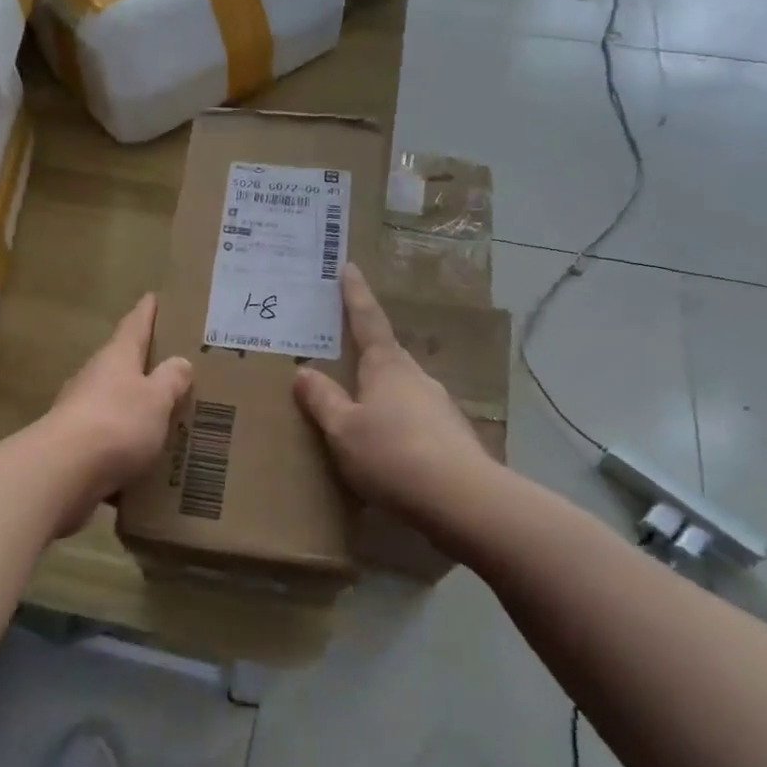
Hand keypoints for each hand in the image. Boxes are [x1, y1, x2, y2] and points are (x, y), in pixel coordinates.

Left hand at [42, 294, 192, 514]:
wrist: (63, 472)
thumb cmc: (117, 423)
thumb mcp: (155, 399)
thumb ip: (170, 380)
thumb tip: (180, 362)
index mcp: (116, 357)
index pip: (134, 325)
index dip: (146, 312)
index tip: (153, 297)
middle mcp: (94, 377)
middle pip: (121, 362)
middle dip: (142, 363)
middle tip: (170, 364)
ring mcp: (80, 411)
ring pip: (113, 401)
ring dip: (133, 405)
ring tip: (162, 414)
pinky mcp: (74, 445)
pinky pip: (107, 438)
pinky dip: (124, 442)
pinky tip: (142, 457)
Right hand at [294, 263, 494, 527]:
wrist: (463, 500)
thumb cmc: (392, 454)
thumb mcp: (343, 429)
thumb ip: (323, 400)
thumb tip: (303, 372)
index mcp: (387, 366)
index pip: (367, 320)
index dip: (355, 294)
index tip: (349, 267)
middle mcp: (416, 378)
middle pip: (386, 356)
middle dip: (364, 354)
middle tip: (340, 355)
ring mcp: (439, 407)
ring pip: (401, 392)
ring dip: (380, 395)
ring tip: (356, 413)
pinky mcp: (451, 438)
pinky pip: (413, 421)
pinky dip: (395, 426)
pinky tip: (385, 450)